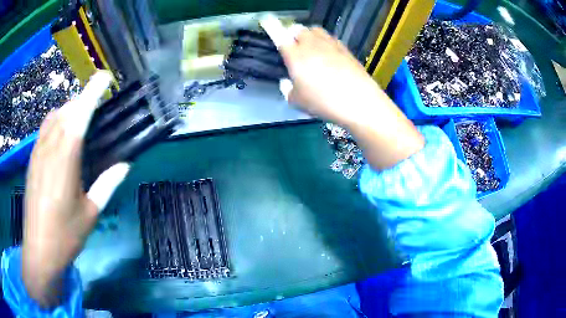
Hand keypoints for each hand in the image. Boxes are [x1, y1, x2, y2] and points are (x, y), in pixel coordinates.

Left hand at [22, 71, 129, 307]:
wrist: (39, 249)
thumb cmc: (65, 234)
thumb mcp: (90, 213)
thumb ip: (107, 184)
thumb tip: (126, 164)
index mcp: (66, 157)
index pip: (80, 113)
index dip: (93, 91)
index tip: (105, 77)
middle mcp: (50, 146)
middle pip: (67, 110)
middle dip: (82, 100)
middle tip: (97, 105)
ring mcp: (38, 151)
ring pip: (54, 116)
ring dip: (69, 110)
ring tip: (80, 118)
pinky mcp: (32, 159)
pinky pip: (45, 128)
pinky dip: (56, 122)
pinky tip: (61, 136)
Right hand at [261, 19, 424, 169]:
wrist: (359, 101)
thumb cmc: (324, 102)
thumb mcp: (297, 101)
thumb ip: (287, 89)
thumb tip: (287, 82)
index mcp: (295, 55)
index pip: (279, 34)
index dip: (271, 25)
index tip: (266, 18)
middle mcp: (311, 44)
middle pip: (298, 29)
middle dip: (293, 35)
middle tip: (294, 48)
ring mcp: (330, 44)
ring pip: (315, 30)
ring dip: (309, 36)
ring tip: (311, 49)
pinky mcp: (345, 49)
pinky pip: (330, 38)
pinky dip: (325, 42)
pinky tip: (328, 56)